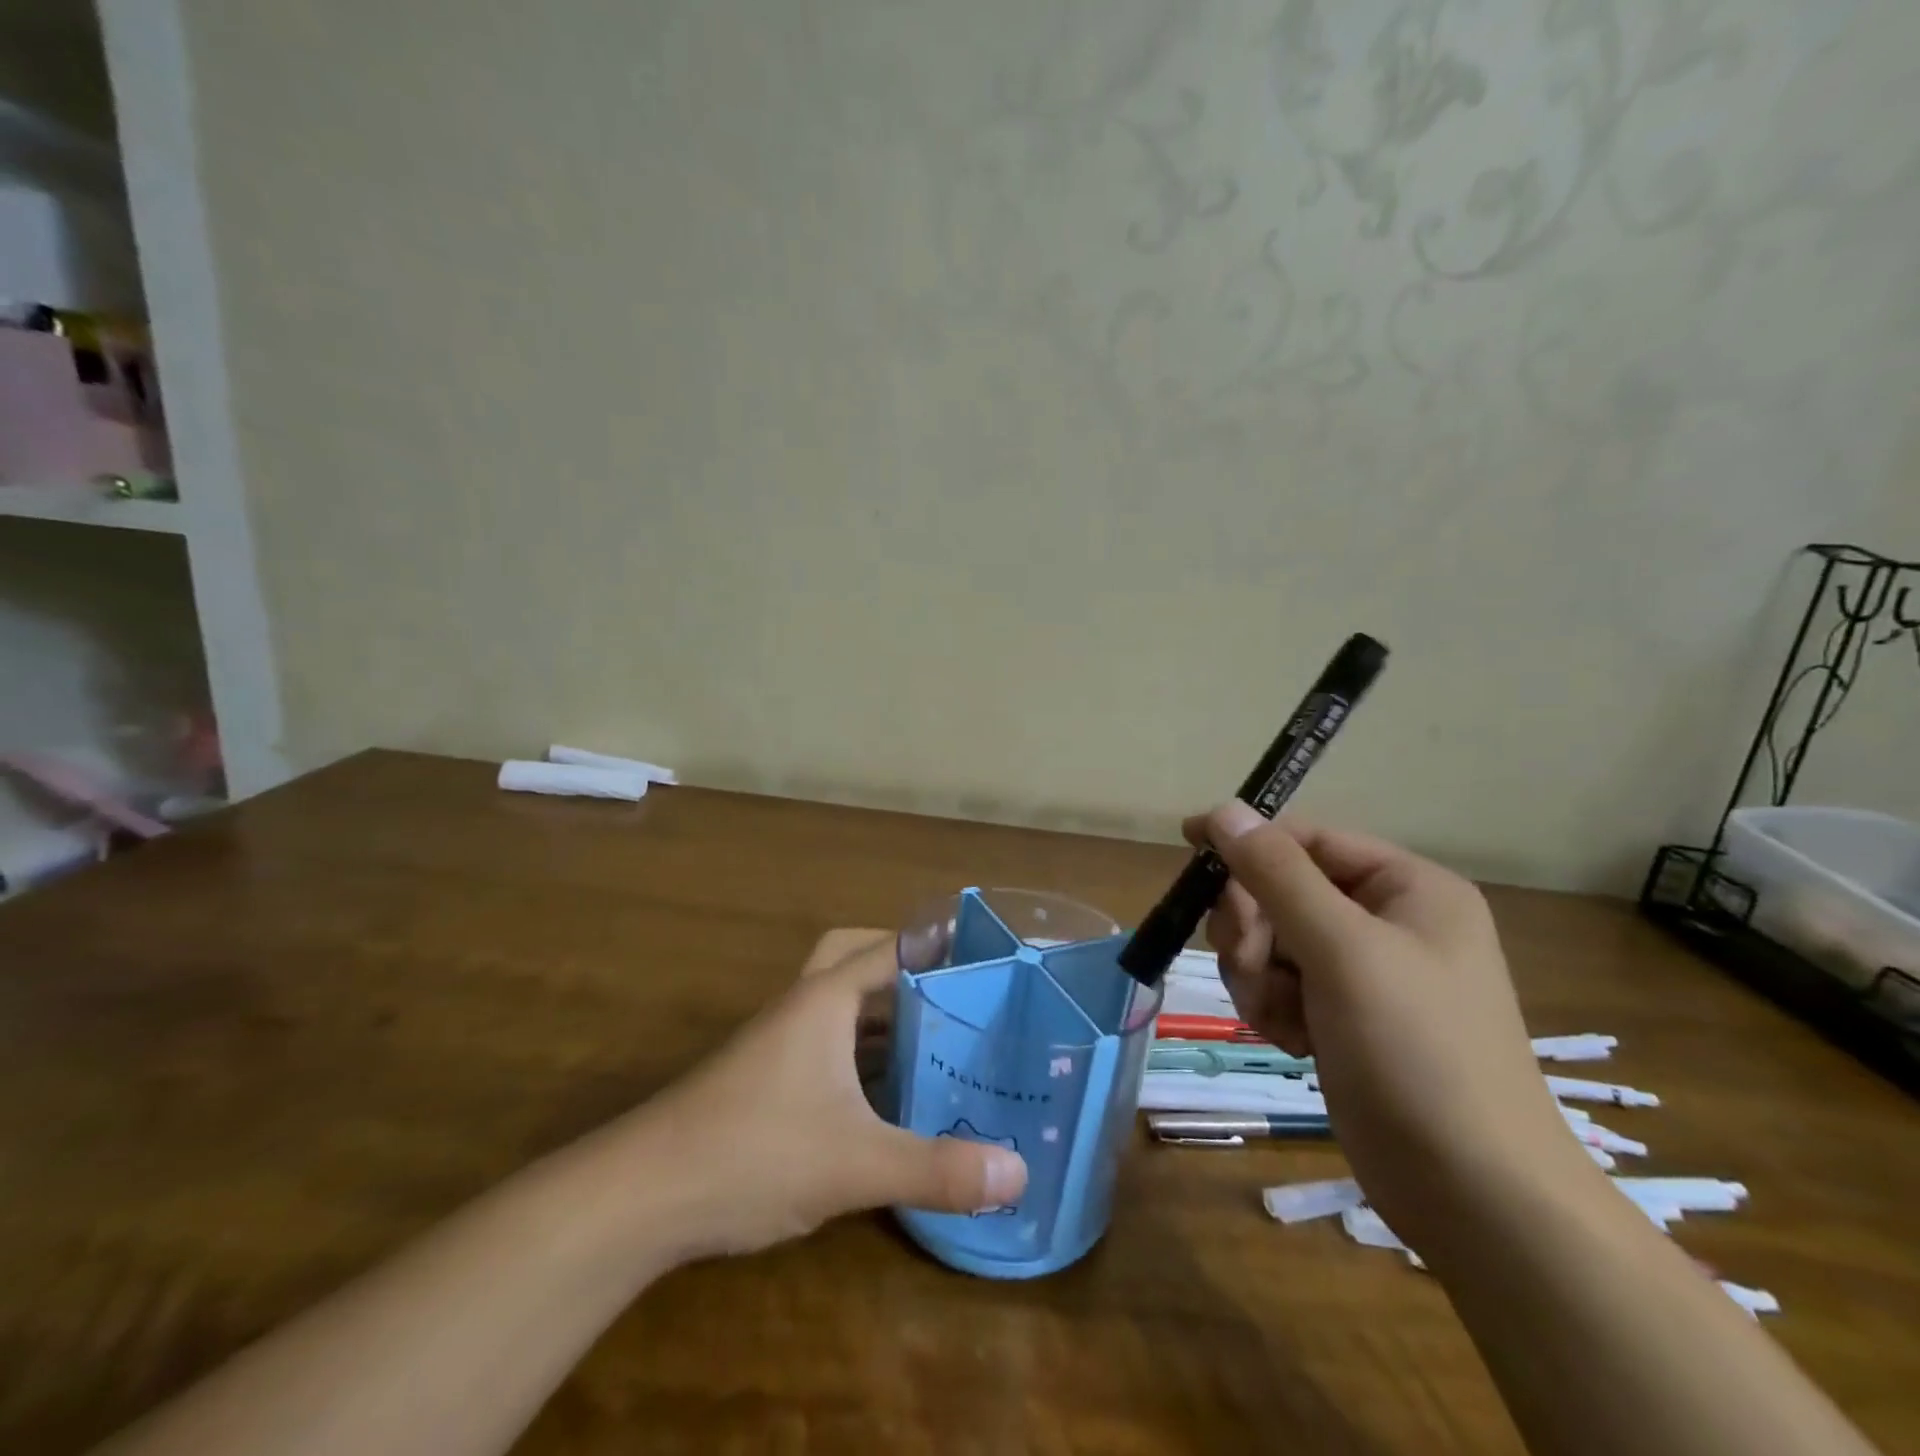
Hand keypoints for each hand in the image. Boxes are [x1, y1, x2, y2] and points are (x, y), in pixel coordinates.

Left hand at [624, 934, 1028, 1258]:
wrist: (641, 1196)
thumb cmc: (753, 1153)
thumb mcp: (855, 1164)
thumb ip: (937, 1169)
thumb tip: (1019, 1175)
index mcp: (824, 999)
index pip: (891, 948)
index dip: (938, 945)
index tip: (985, 952)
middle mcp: (802, 1006)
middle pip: (855, 956)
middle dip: (901, 963)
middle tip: (951, 989)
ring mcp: (779, 1041)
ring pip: (839, 1002)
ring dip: (882, 1009)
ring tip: (937, 1033)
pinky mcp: (765, 1076)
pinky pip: (826, 1041)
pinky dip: (860, 1048)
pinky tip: (886, 1089)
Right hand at [1186, 802, 1586, 1247]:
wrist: (1476, 1198)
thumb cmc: (1418, 1053)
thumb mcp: (1343, 950)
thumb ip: (1277, 874)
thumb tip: (1225, 809)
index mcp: (1407, 888)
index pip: (1307, 840)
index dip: (1248, 842)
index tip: (1190, 849)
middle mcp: (1387, 922)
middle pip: (1281, 892)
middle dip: (1253, 928)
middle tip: (1249, 963)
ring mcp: (1365, 974)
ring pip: (1272, 943)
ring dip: (1256, 974)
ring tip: (1278, 1017)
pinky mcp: (1343, 1019)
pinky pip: (1280, 986)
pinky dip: (1272, 1008)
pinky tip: (1292, 1043)